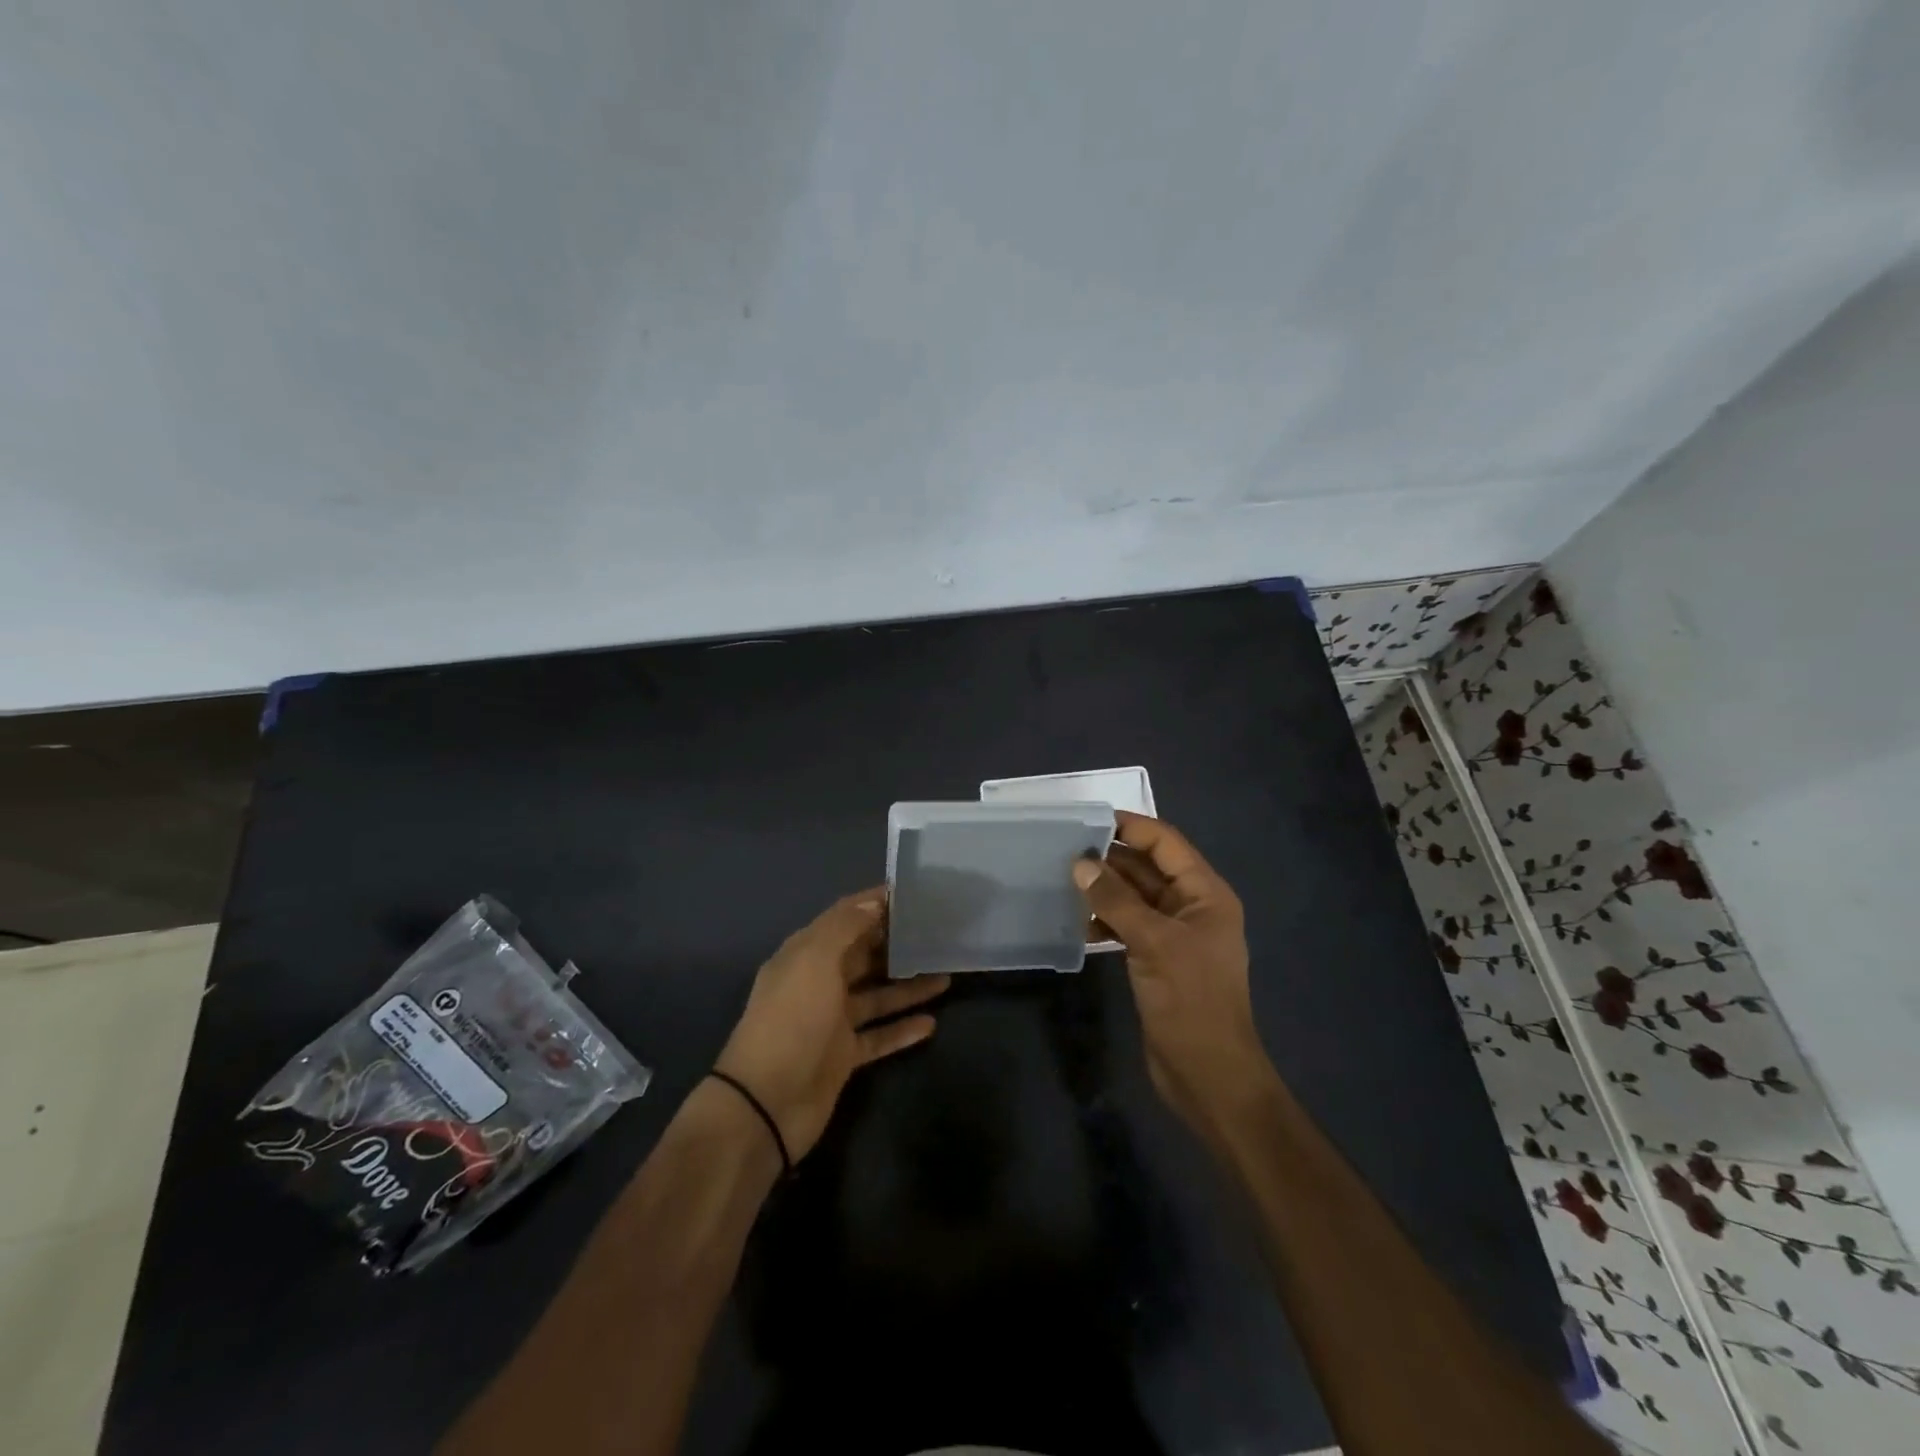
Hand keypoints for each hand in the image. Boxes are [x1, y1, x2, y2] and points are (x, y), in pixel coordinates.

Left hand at [716, 889, 948, 1160]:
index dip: (874, 903)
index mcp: (805, 954)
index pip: (843, 918)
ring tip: (947, 975)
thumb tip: (875, 904)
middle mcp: (818, 982)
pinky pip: (879, 1036)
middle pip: (862, 955)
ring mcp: (831, 1021)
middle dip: (896, 943)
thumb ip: (845, 928)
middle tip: (938, 933)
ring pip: (877, 996)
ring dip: (908, 986)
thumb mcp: (814, 961)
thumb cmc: (792, 1021)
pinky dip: (903, 1029)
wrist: (767, 1104)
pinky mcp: (844, 1057)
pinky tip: (932, 1023)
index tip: (912, 893)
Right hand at [1072, 812, 1271, 1129]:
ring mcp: (1174, 935)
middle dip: (1111, 859)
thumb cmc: (1190, 1000)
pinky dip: (1106, 922)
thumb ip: (1116, 900)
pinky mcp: (1157, 959)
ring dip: (1105, 891)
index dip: (1131, 827)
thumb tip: (1081, 863)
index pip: (1166, 843)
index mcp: (1205, 894)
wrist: (1208, 1075)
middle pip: (1148, 868)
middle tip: (1065, 851)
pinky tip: (1080, 926)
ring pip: (1135, 897)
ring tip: (1066, 884)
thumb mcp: (1153, 943)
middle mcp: (1192, 907)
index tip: (1088, 820)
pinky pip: (1129, 926)